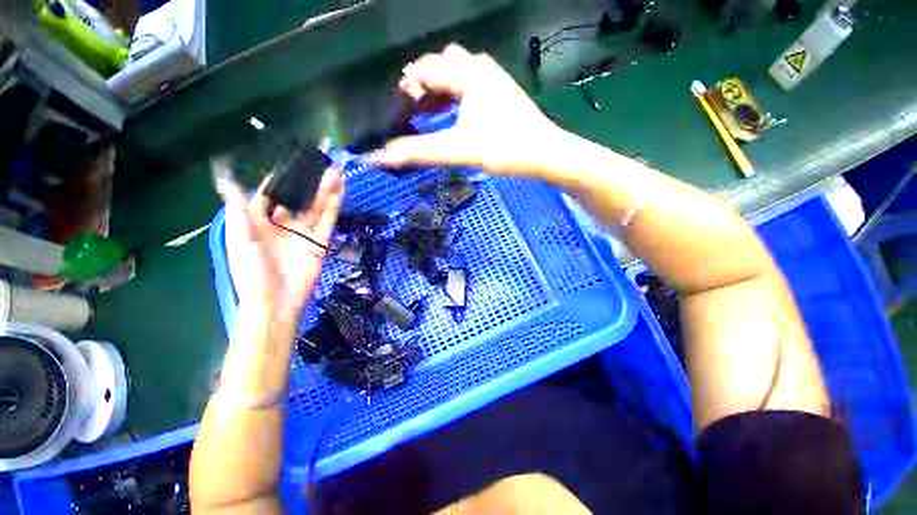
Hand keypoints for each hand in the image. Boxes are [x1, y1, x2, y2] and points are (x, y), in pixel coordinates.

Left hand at [221, 166, 342, 320]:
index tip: (291, 161)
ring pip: (316, 207)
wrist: (275, 301)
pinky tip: (338, 194)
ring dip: (325, 191)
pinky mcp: (319, 242)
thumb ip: (239, 210)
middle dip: (309, 181)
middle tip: (322, 162)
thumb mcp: (240, 239)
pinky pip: (327, 222)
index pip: (271, 193)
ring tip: (335, 172)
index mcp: (260, 221)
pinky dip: (333, 209)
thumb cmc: (251, 272)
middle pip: (298, 198)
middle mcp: (283, 224)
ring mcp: (303, 233)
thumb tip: (227, 181)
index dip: (280, 178)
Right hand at [366, 44, 563, 178]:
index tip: (398, 108)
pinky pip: (473, 83)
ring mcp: (495, 78)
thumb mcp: (458, 150)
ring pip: (459, 71)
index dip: (407, 86)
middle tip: (414, 109)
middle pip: (442, 64)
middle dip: (424, 83)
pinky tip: (457, 114)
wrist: (545, 153)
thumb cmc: (504, 149)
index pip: (426, 69)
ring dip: (441, 88)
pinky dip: (458, 94)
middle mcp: (480, 68)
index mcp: (467, 75)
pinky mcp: (503, 92)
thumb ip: (419, 151)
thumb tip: (382, 155)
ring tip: (431, 112)